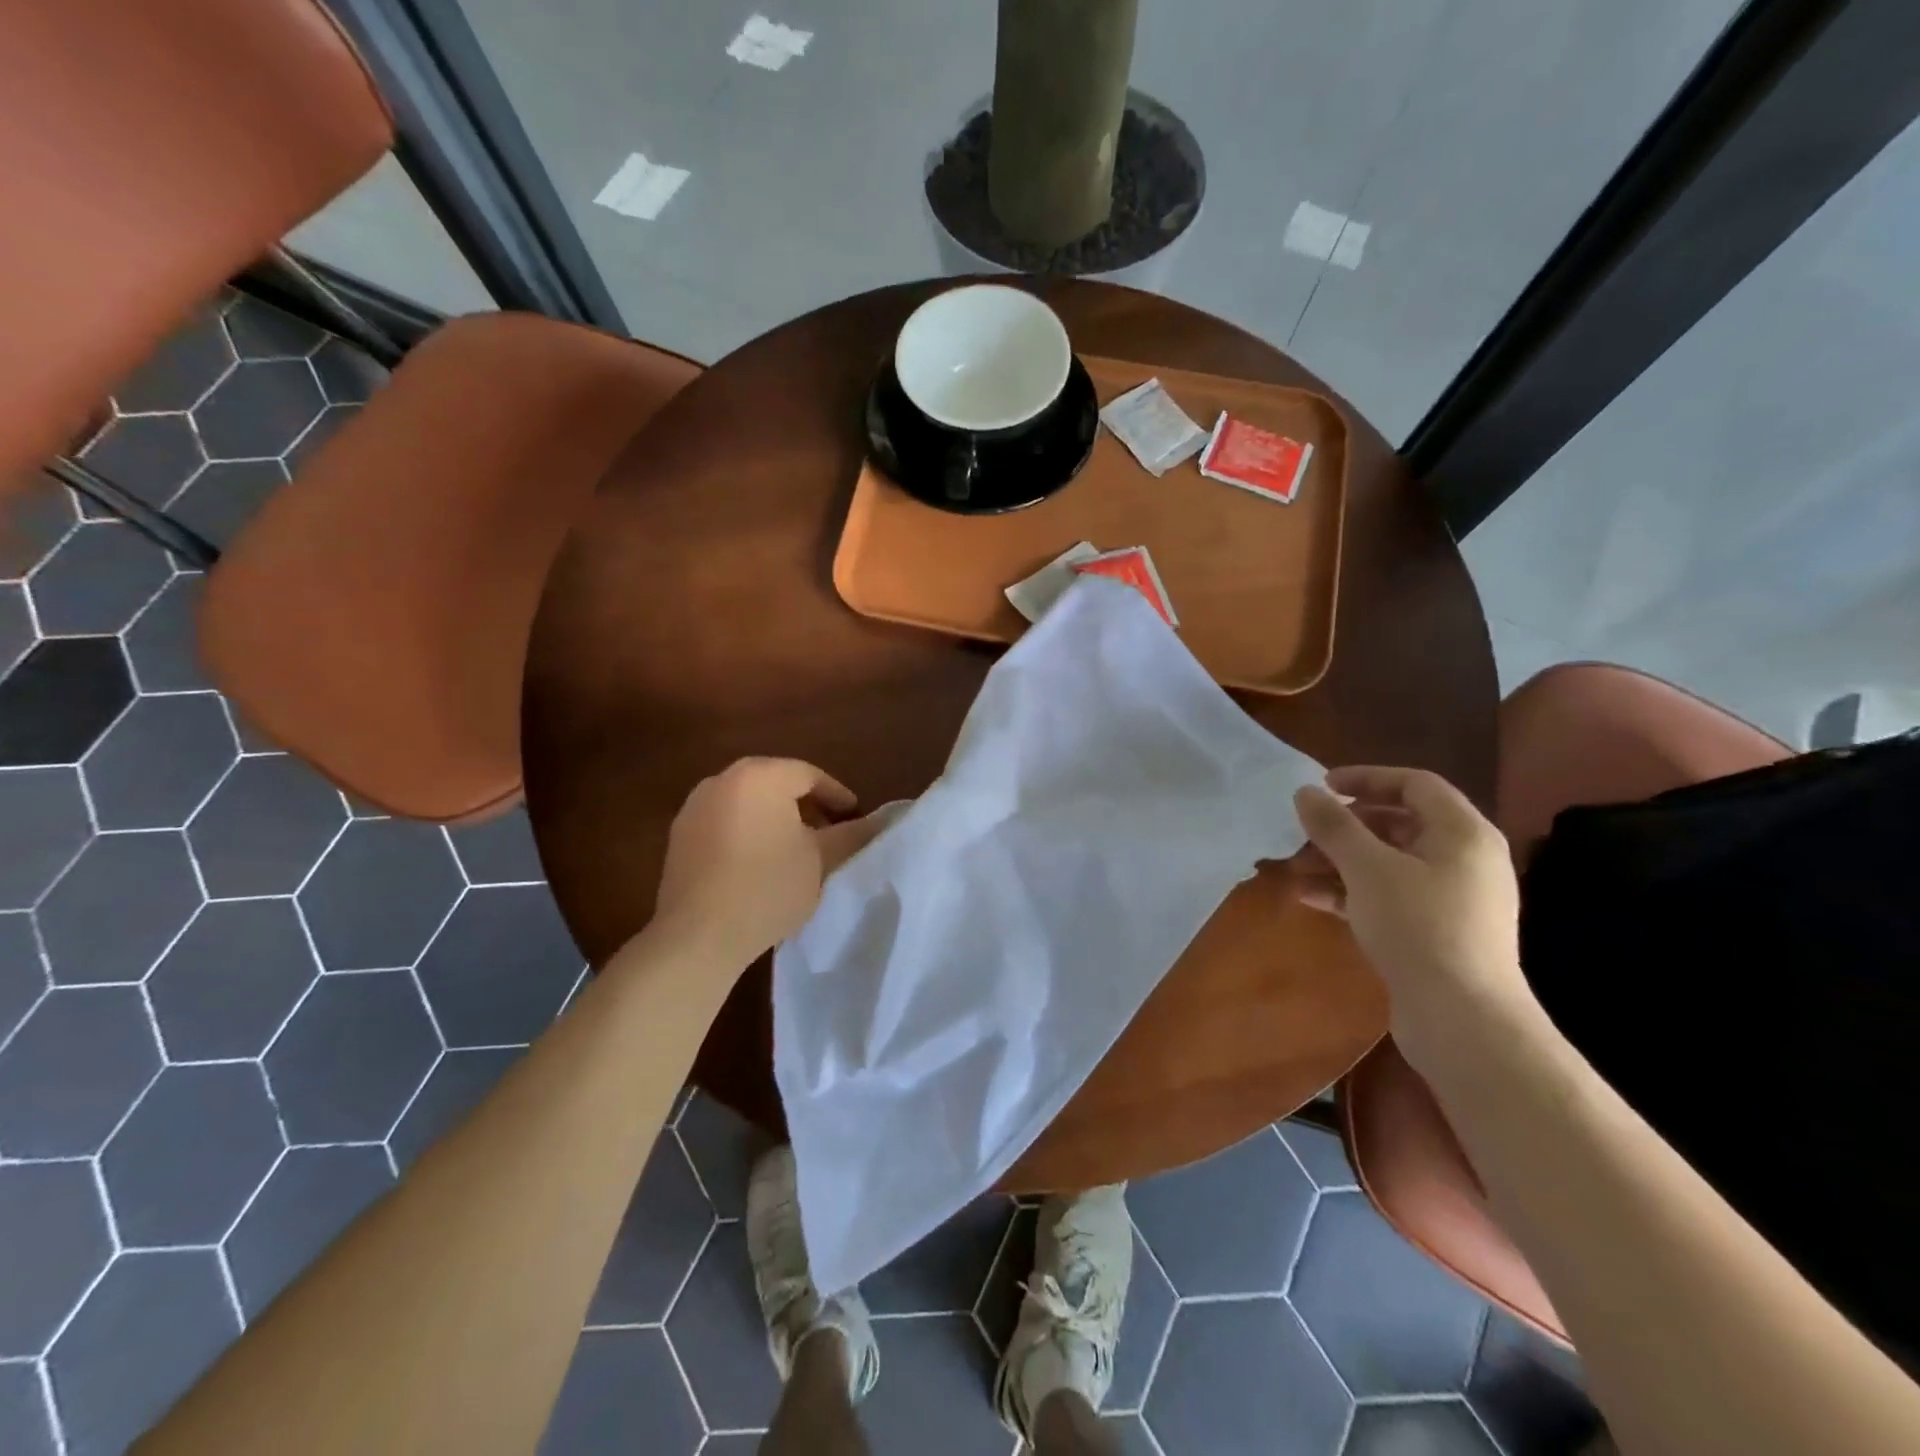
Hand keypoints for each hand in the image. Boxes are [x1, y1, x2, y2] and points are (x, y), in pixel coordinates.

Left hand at [653, 758, 887, 967]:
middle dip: (807, 805)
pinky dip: (748, 832)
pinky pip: (725, 822)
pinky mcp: (679, 836)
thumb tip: (879, 822)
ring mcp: (695, 807)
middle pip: (776, 783)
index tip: (855, 819)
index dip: (837, 796)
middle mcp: (722, 780)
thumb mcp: (820, 860)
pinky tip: (760, 863)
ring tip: (797, 849)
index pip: (809, 775)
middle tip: (830, 831)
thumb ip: (852, 834)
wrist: (697, 935)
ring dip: (776, 818)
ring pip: (749, 802)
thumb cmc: (768, 887)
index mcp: (759, 776)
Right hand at [1292, 766, 1533, 1071]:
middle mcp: (1464, 859)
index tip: (1321, 787)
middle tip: (1303, 832)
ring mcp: (1453, 899)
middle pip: (1399, 824)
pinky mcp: (1437, 932)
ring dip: (1341, 861)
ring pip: (1389, 863)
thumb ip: (1335, 826)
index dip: (1366, 778)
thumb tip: (1306, 792)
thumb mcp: (1368, 868)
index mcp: (1462, 833)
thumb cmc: (1419, 927)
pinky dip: (1352, 891)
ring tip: (1296, 868)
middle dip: (1345, 826)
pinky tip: (1311, 899)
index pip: (1414, 784)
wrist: (1463, 1019)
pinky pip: (1389, 896)